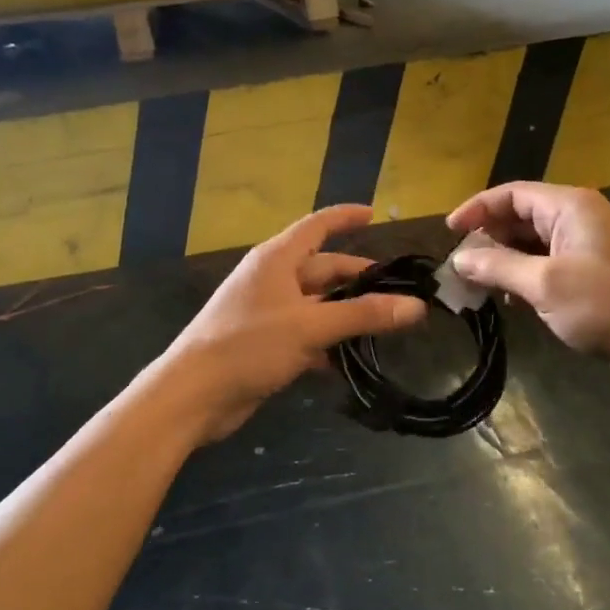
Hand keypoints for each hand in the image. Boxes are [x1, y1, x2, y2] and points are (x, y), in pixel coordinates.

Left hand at [162, 205, 425, 440]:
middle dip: (358, 279)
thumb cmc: (249, 345)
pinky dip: (328, 342)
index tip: (374, 215)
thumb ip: (363, 315)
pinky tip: (352, 360)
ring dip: (347, 314)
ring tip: (385, 326)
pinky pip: (306, 334)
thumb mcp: (310, 326)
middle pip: (323, 269)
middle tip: (398, 292)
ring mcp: (268, 313)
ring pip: (318, 305)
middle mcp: (272, 280)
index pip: (317, 226)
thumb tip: (415, 306)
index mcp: (277, 260)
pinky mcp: (266, 344)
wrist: (194, 394)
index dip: (345, 217)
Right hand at [447, 183, 609, 372]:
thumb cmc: (608, 305)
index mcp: (569, 207)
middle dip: (487, 238)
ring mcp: (587, 247)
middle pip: (520, 217)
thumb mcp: (546, 285)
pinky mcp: (592, 274)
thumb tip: (459, 259)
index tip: (448, 233)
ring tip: (478, 285)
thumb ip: (499, 267)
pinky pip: (547, 265)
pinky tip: (512, 300)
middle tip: (460, 266)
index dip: (476, 209)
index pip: (511, 194)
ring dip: (504, 260)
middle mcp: (578, 219)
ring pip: (532, 243)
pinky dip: (524, 276)